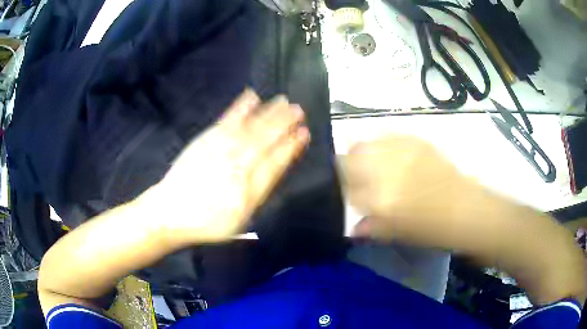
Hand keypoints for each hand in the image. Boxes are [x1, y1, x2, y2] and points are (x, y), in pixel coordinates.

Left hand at [140, 89, 309, 243]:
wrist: (172, 212)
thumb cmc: (207, 222)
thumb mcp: (238, 222)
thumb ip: (258, 195)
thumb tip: (274, 170)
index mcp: (248, 190)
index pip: (276, 163)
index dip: (291, 147)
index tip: (304, 133)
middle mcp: (237, 167)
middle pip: (265, 140)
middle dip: (284, 124)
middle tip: (298, 109)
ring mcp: (220, 150)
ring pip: (250, 128)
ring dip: (268, 113)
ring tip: (282, 101)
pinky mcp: (205, 140)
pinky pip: (226, 120)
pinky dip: (240, 107)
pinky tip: (251, 97)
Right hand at [343, 135, 478, 247]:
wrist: (464, 208)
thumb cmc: (431, 228)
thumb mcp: (398, 234)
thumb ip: (371, 227)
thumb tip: (353, 226)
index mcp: (380, 200)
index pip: (346, 188)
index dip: (343, 190)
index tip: (349, 193)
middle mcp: (386, 172)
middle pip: (349, 160)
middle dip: (345, 167)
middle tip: (353, 175)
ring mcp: (401, 152)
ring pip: (364, 144)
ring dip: (359, 153)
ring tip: (367, 161)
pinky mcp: (414, 141)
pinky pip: (386, 135)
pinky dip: (379, 142)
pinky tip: (385, 151)